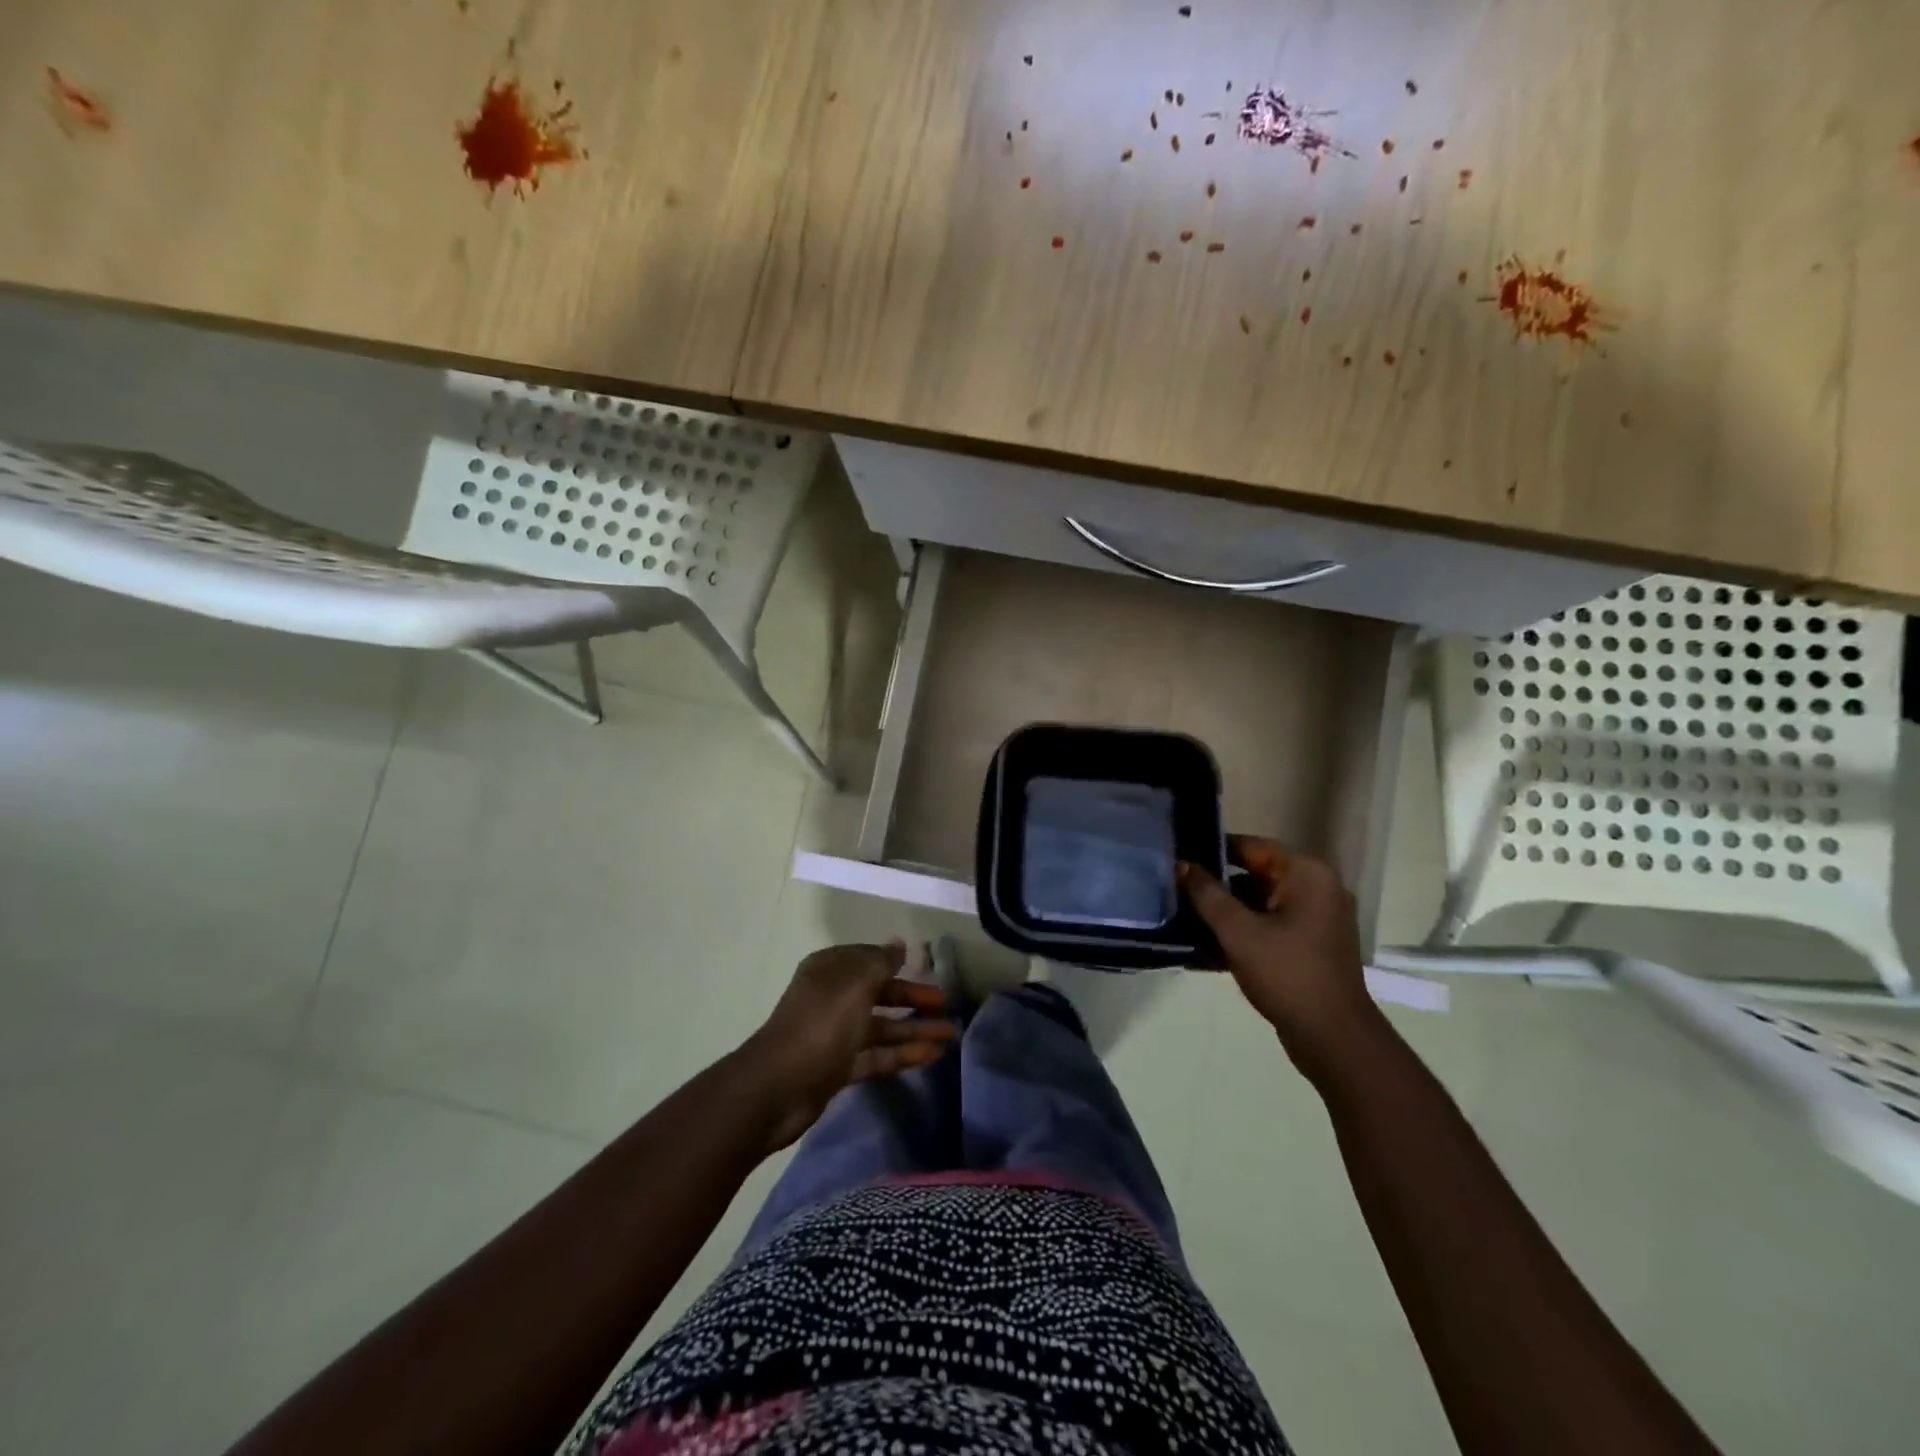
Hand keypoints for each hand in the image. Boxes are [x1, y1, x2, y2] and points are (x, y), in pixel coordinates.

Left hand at [742, 941, 957, 1148]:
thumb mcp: (855, 982)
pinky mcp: (840, 1067)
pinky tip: (933, 1056)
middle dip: (914, 999)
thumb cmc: (822, 1022)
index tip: (931, 971)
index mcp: (831, 969)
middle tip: (948, 1007)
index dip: (901, 965)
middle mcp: (833, 997)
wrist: (779, 1086)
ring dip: (916, 1030)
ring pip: (883, 1027)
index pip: (872, 960)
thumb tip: (899, 944)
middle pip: (881, 994)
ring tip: (951, 1036)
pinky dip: (903, 1054)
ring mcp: (836, 1034)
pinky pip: (878, 1055)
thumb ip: (881, 961)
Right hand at [1179, 838, 1381, 1081]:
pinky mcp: (1309, 944)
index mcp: (1306, 874)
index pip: (1250, 846)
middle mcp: (1315, 887)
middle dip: (1214, 885)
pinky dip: (1240, 931)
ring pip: (1258, 902)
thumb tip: (1181, 864)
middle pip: (1253, 874)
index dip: (1211, 851)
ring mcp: (1315, 918)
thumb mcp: (1238, 931)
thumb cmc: (1287, 974)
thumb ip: (1206, 894)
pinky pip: (1267, 925)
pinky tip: (1203, 947)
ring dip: (1224, 911)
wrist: (1333, 1038)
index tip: (1176, 858)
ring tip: (1181, 917)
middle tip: (1173, 890)